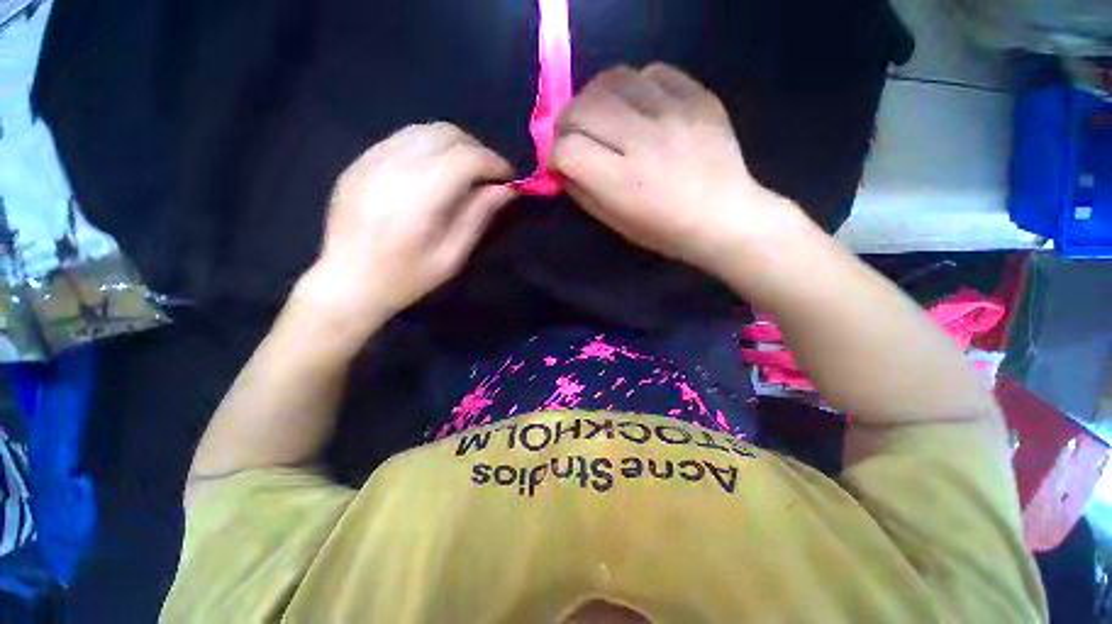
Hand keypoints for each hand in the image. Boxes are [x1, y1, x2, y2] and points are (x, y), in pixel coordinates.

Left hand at [298, 123, 514, 335]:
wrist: (347, 282)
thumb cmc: (406, 278)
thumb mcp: (451, 257)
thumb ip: (478, 217)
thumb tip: (506, 189)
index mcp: (418, 199)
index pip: (465, 158)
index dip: (494, 163)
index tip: (509, 179)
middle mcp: (393, 169)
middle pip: (445, 134)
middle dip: (477, 150)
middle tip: (489, 175)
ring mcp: (370, 161)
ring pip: (423, 131)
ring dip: (454, 145)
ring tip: (465, 172)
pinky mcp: (359, 162)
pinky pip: (402, 140)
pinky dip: (428, 148)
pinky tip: (434, 172)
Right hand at [550, 64, 811, 276]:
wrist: (725, 217)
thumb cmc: (665, 231)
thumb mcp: (615, 223)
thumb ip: (582, 192)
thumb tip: (563, 165)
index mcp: (622, 181)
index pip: (567, 149)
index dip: (555, 156)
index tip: (562, 164)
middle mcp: (643, 141)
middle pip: (581, 108)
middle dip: (567, 124)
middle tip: (576, 137)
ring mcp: (674, 113)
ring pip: (612, 79)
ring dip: (596, 98)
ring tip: (603, 116)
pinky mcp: (698, 97)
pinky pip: (653, 71)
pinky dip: (635, 86)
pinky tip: (639, 106)